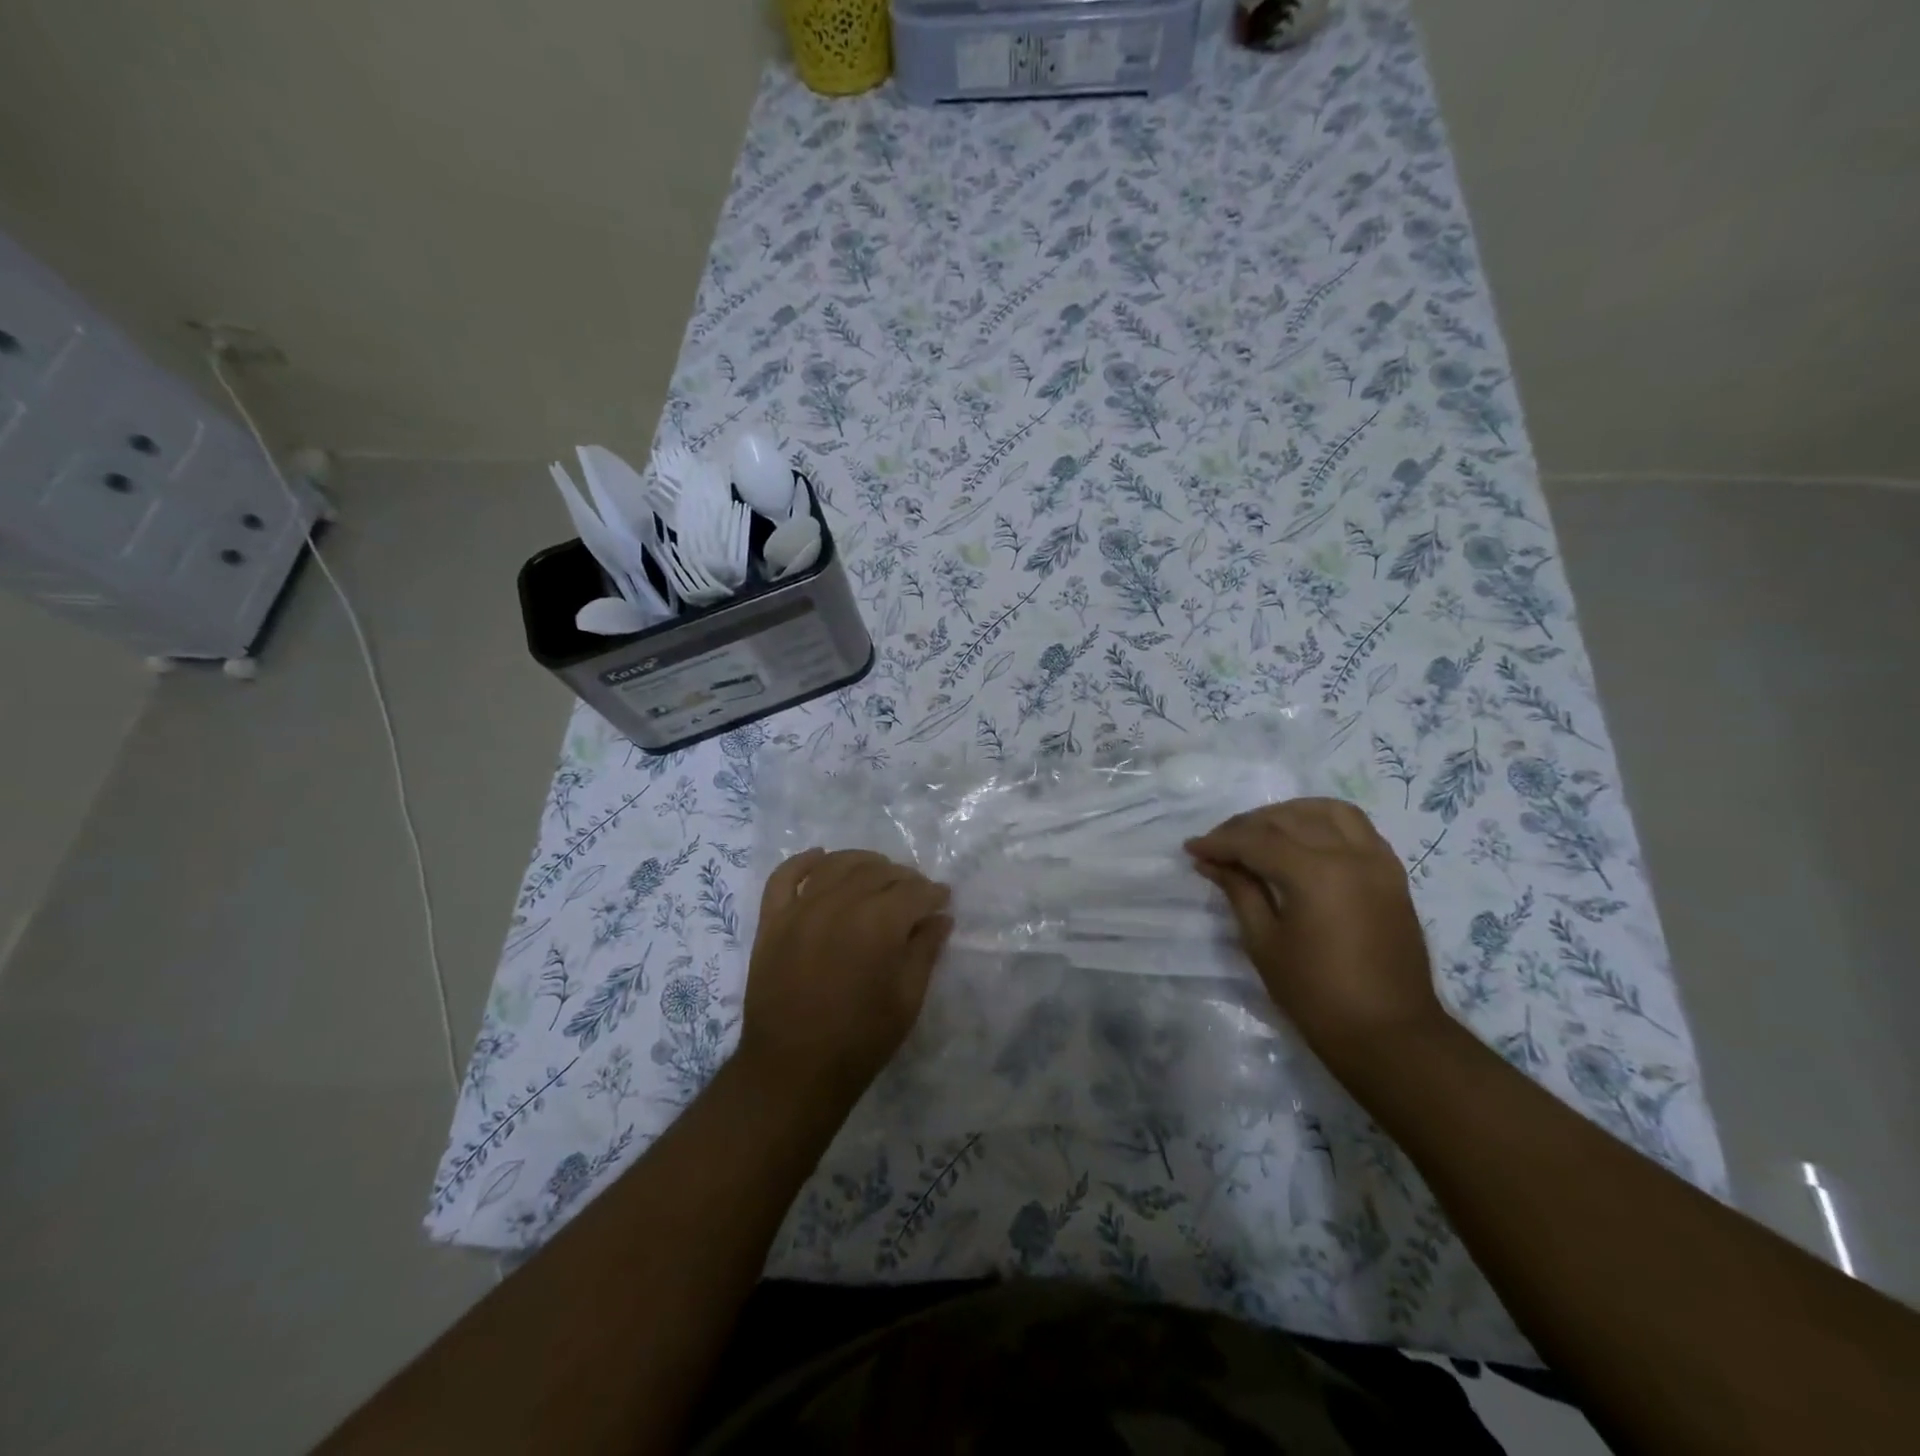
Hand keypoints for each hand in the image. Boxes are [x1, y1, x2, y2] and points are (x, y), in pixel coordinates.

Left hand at [736, 848, 952, 1103]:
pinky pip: (785, 876)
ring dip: (863, 862)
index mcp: (877, 924)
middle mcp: (839, 904)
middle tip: (915, 893)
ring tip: (878, 873)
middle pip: (877, 872)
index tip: (943, 900)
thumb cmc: (859, 1041)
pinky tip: (820, 857)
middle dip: (903, 878)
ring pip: (837, 865)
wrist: (791, 1072)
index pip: (914, 892)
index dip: (933, 894)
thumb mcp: (907, 1000)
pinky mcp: (772, 920)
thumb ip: (925, 951)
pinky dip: (804, 861)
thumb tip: (940, 917)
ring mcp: (800, 909)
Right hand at [1185, 798, 1444, 1066]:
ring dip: (1287, 814)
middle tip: (1218, 845)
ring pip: (1326, 810)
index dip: (1219, 842)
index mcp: (1315, 874)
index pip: (1256, 840)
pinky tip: (1303, 840)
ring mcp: (1376, 860)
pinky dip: (1324, 822)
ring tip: (1261, 832)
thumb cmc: (1317, 995)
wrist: (1390, 1033)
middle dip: (1246, 827)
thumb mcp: (1264, 943)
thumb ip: (1239, 891)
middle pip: (1287, 819)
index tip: (1192, 849)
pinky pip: (1357, 827)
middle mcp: (1349, 855)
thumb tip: (1211, 861)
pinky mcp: (1392, 873)